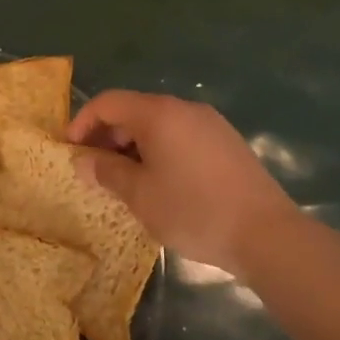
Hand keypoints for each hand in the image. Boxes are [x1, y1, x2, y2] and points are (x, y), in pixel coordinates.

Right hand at [68, 91, 297, 273]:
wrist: (269, 236)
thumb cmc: (194, 211)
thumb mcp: (140, 195)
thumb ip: (107, 171)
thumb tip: (83, 159)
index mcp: (158, 113)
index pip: (108, 102)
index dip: (83, 122)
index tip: (70, 149)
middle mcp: (184, 108)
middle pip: (134, 110)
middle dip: (108, 135)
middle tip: (95, 168)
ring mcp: (210, 124)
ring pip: (158, 124)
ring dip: (133, 144)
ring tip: (126, 179)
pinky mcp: (227, 143)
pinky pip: (181, 135)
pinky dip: (160, 150)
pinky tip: (161, 182)